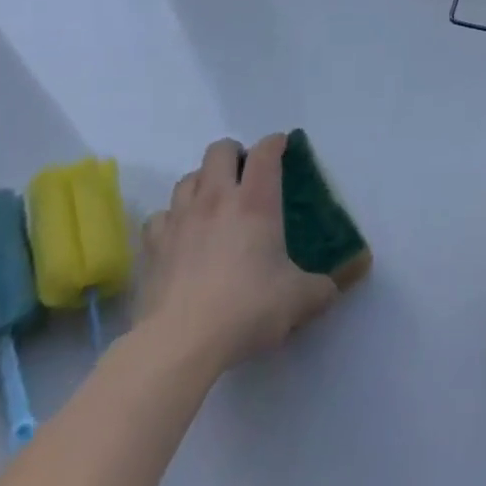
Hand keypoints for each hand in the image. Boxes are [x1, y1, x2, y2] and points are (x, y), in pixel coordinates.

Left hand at [136, 134, 338, 373]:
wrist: (180, 343)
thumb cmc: (246, 309)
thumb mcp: (298, 300)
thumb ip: (320, 289)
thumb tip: (332, 288)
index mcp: (256, 202)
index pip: (265, 152)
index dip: (275, 143)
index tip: (282, 146)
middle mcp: (216, 199)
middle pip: (220, 150)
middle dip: (234, 153)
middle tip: (245, 174)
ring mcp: (180, 219)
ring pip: (188, 178)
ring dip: (202, 182)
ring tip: (212, 202)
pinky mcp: (152, 246)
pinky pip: (160, 216)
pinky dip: (171, 219)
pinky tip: (179, 235)